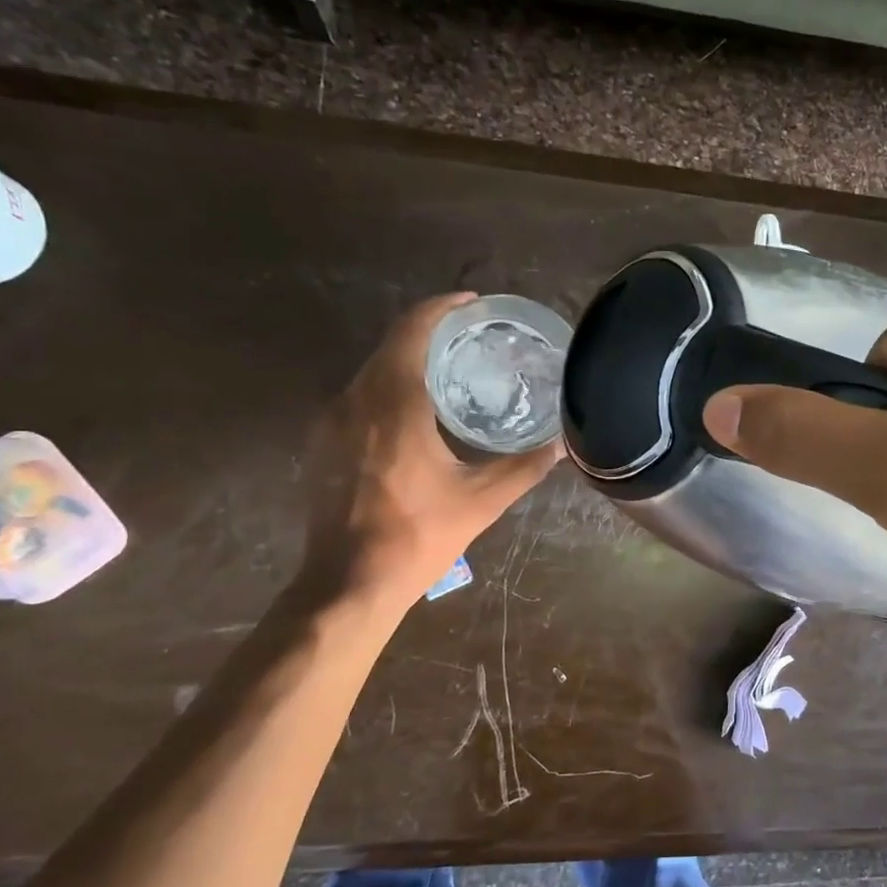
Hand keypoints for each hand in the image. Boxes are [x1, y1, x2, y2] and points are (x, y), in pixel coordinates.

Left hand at [300, 293, 562, 608]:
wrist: (348, 583)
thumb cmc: (417, 535)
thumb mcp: (482, 500)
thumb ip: (524, 466)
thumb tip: (564, 445)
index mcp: (394, 403)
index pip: (412, 331)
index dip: (442, 308)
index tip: (472, 303)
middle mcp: (355, 400)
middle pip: (391, 346)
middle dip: (429, 332)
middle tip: (472, 336)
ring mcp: (332, 422)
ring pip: (372, 371)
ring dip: (408, 360)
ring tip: (451, 368)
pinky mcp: (323, 444)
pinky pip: (359, 396)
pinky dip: (389, 387)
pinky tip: (416, 410)